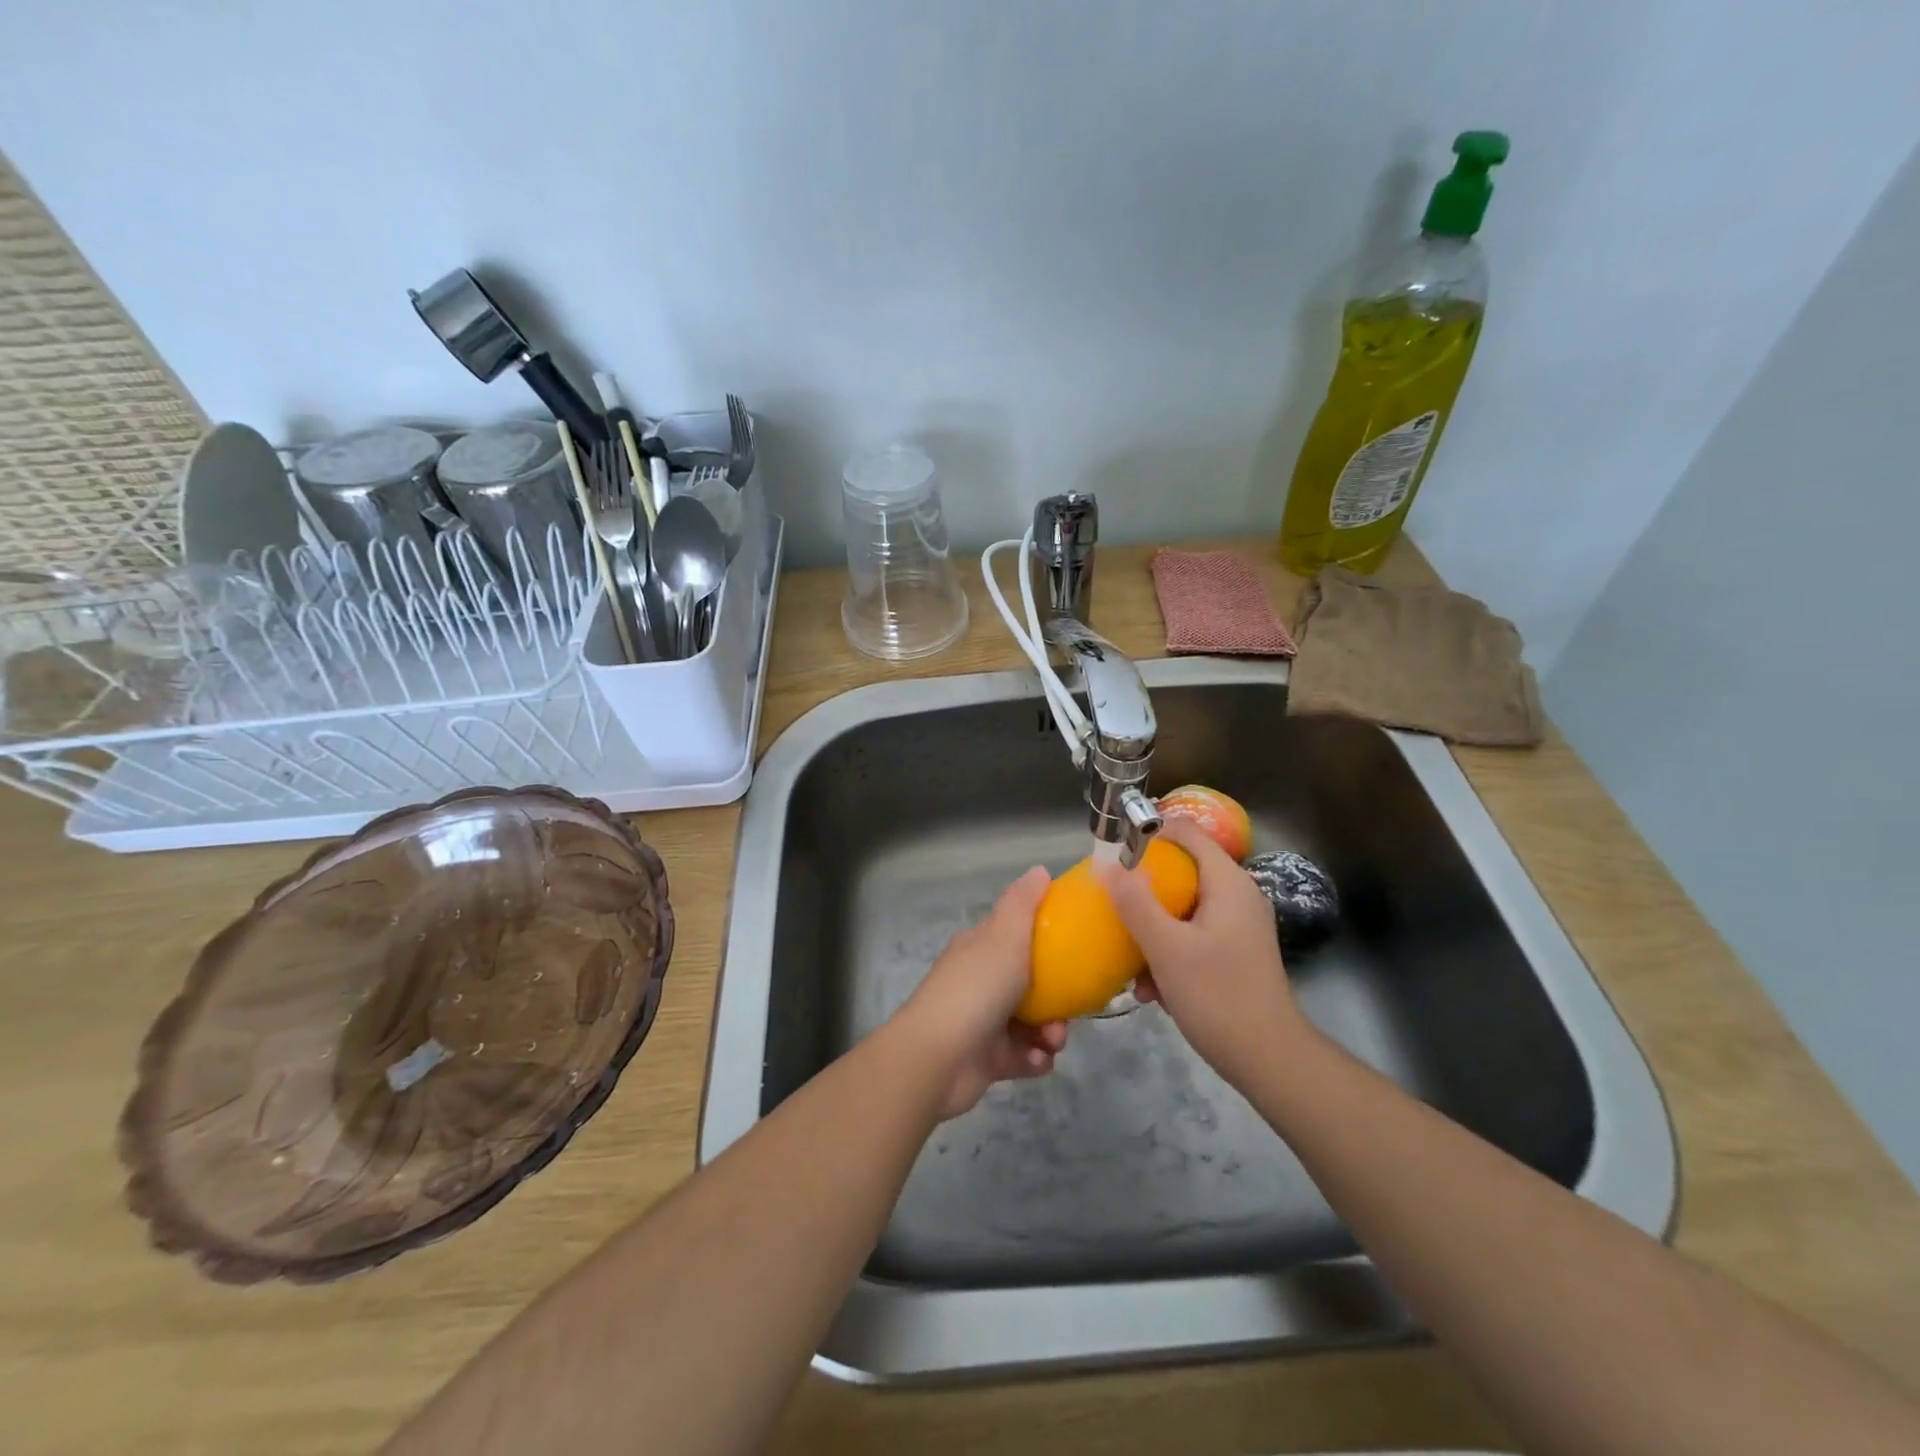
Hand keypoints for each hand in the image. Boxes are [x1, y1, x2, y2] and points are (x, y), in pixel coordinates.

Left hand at [895, 866, 1067, 1120]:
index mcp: (979, 948)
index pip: (1014, 936)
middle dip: (1057, 998)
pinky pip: (1023, 1057)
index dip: (1045, 940)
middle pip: (1030, 984)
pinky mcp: (987, 1060)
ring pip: (1031, 1023)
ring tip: (1052, 1041)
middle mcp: (979, 982)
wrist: (937, 1058)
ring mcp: (982, 1022)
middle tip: (1069, 1010)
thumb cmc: (976, 988)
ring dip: (1050, 1033)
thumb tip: (1039, 870)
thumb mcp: (1004, 935)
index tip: (1075, 950)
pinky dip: (1035, 1059)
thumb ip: (1023, 902)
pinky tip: (1038, 1061)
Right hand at [1097, 818, 1306, 1091]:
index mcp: (1227, 882)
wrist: (1269, 1061)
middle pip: (1181, 871)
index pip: (1186, 831)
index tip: (1113, 853)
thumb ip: (1135, 903)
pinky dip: (1169, 953)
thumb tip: (1104, 865)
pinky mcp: (1234, 953)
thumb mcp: (1166, 948)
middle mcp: (1237, 896)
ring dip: (1152, 931)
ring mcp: (1238, 926)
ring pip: (1182, 909)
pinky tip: (1152, 989)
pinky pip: (1192, 936)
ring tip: (1131, 962)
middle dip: (1143, 891)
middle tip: (1112, 907)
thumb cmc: (1218, 996)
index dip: (1149, 833)